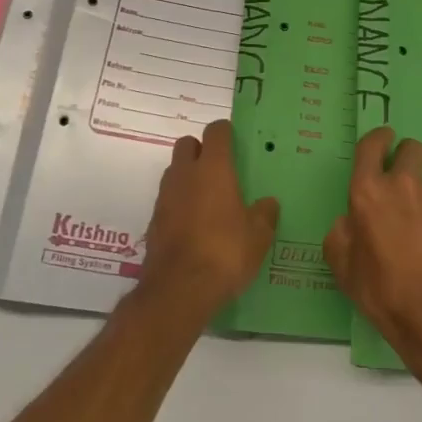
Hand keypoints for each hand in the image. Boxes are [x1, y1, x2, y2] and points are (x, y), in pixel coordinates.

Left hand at [138, 119, 278, 318]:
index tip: (236, 142)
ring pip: (174, 171)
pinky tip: (194, 224)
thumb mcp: (258, 236)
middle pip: (187, 144)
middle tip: (220, 170)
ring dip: (188, 176)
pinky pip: (167, 199)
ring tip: (208, 198)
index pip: (216, 132)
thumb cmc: (225, 252)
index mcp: (213, 169)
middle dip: (201, 150)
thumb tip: (268, 203)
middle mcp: (185, 174)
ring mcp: (165, 196)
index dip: (226, 133)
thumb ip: (265, 214)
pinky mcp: (153, 220)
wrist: (178, 289)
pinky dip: (179, 203)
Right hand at [324, 126, 421, 389]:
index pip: (371, 145)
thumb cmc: (387, 295)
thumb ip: (341, 233)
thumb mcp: (344, 269)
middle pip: (411, 149)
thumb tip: (349, 219)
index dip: (378, 138)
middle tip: (410, 183)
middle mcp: (405, 181)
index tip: (385, 140)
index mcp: (368, 192)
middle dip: (409, 159)